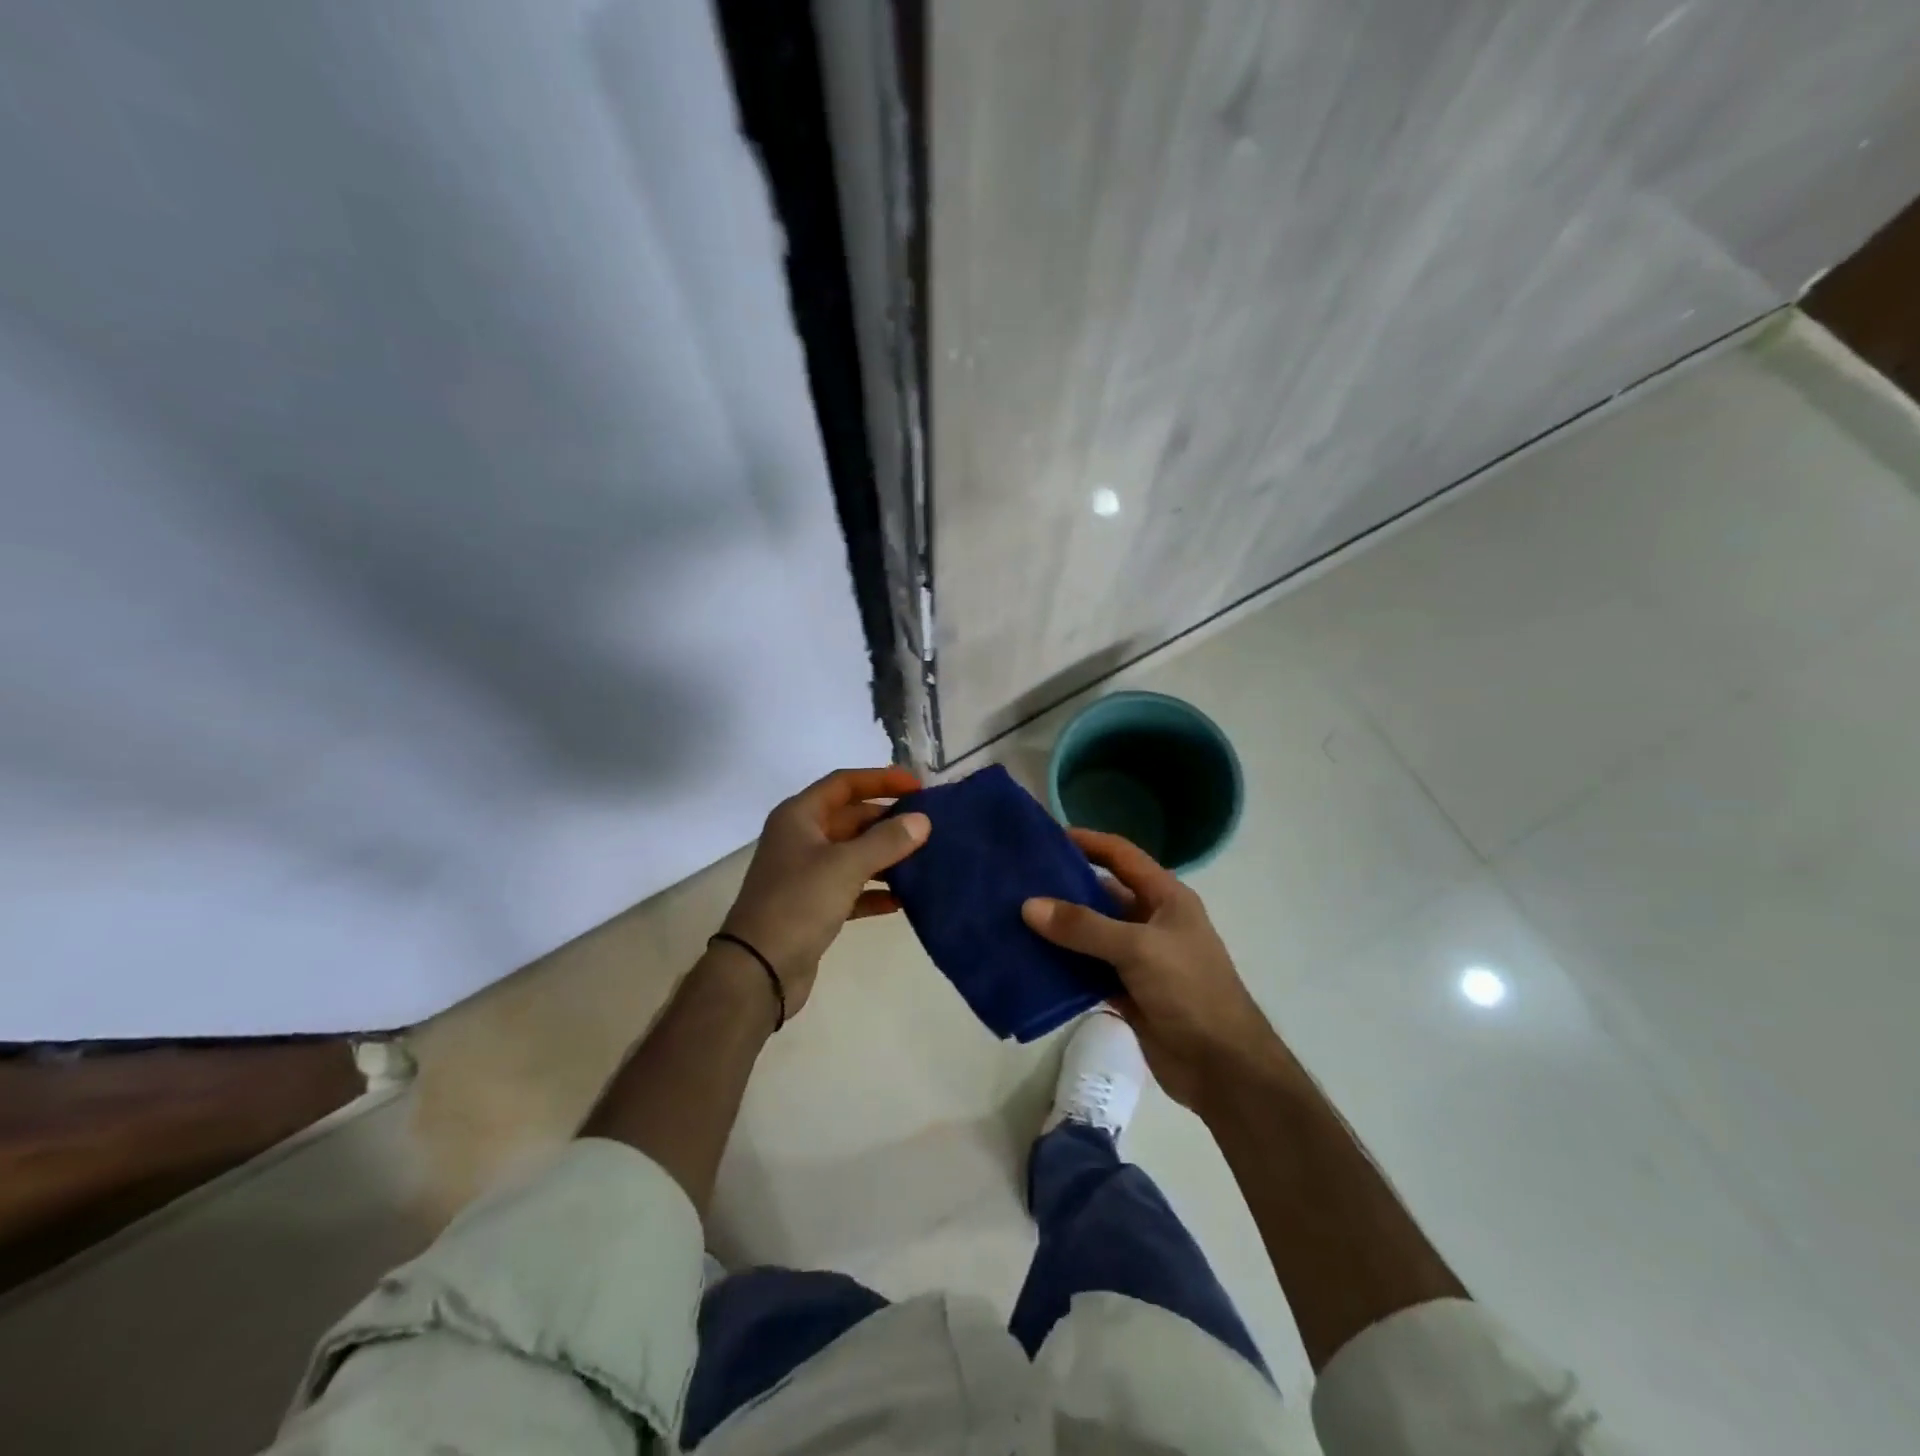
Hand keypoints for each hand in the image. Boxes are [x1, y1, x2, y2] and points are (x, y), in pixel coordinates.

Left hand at [719, 766, 929, 1016]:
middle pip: (850, 818)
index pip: (844, 783)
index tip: (917, 785)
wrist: (758, 970)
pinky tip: (903, 899)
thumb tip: (922, 821)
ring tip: (925, 857)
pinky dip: (875, 890)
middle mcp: (800, 838)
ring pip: (853, 854)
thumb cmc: (798, 903)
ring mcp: (805, 873)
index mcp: (799, 816)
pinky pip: (851, 888)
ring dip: (885, 855)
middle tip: (928, 824)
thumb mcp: (845, 865)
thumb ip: (886, 840)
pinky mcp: (813, 906)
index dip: (880, 779)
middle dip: (887, 819)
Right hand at [1022, 828, 1279, 1110]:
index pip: (1122, 856)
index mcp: (1166, 897)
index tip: (1046, 837)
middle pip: (1101, 894)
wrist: (1223, 1068)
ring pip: (1091, 935)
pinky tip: (1030, 963)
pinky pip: (1088, 970)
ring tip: (1014, 919)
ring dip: (1059, 930)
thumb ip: (1084, 927)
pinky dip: (1063, 967)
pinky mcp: (1127, 991)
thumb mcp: (1138, 949)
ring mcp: (1139, 958)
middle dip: (1063, 888)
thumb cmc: (1190, 991)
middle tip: (1018, 882)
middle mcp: (1151, 921)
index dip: (1088, 842)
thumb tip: (1029, 905)